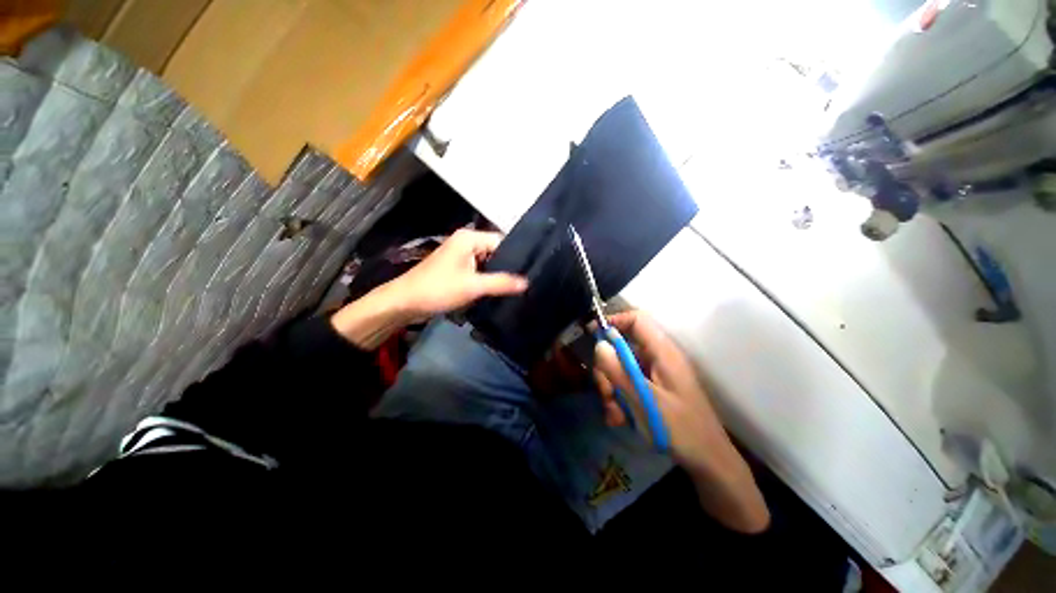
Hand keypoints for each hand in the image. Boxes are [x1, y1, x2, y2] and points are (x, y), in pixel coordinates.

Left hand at [331, 229, 526, 348]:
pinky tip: (501, 290)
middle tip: (527, 282)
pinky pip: (480, 271)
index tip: (532, 270)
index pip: (503, 241)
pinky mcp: (458, 268)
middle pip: (496, 252)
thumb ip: (501, 283)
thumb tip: (527, 282)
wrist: (405, 303)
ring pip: (489, 263)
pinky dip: (488, 279)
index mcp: (470, 238)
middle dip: (509, 267)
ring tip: (518, 287)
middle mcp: (467, 242)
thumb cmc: (438, 289)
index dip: (517, 256)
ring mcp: (462, 256)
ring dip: (499, 275)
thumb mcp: (473, 286)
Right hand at [592, 311, 722, 470]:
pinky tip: (619, 418)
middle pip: (622, 347)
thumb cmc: (681, 429)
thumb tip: (599, 345)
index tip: (592, 334)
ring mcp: (655, 374)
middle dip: (607, 369)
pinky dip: (620, 397)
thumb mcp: (644, 400)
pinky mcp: (653, 388)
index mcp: (663, 352)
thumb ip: (619, 372)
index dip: (614, 321)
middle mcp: (658, 358)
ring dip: (612, 388)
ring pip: (621, 368)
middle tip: (605, 393)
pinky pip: (628, 383)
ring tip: (614, 413)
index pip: (637, 320)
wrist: (709, 462)